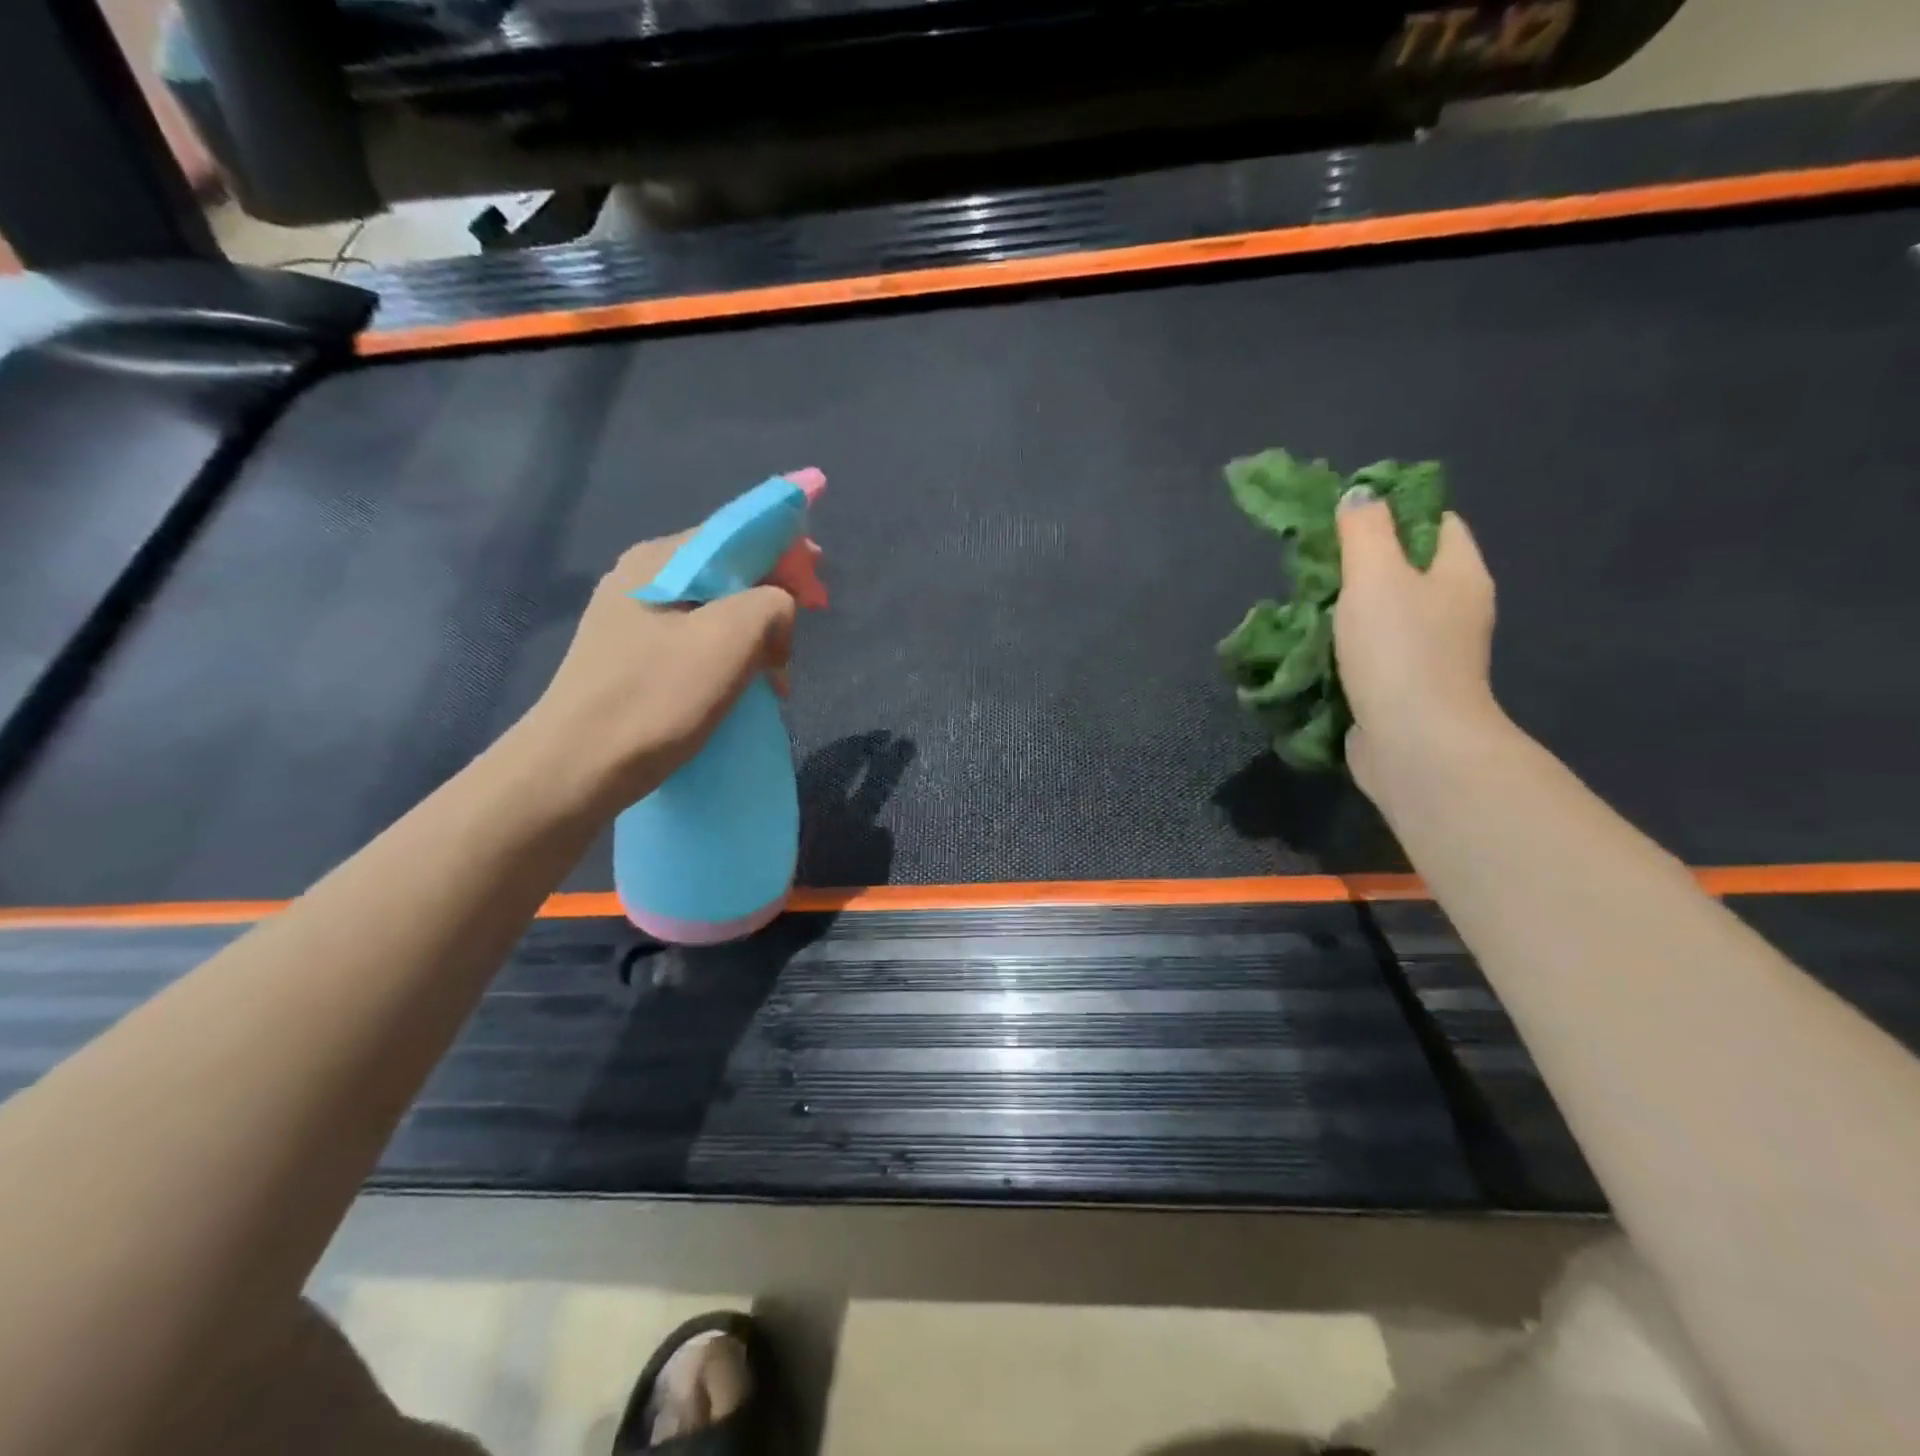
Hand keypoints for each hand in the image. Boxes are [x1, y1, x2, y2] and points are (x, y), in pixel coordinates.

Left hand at [513, 533, 796, 816]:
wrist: (577, 770)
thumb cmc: (656, 698)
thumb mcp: (730, 639)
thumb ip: (772, 603)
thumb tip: (777, 614)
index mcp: (660, 559)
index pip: (740, 533)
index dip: (788, 555)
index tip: (818, 594)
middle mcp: (642, 578)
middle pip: (729, 573)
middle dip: (772, 605)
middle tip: (790, 651)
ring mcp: (632, 619)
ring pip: (716, 611)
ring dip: (754, 640)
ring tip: (771, 681)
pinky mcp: (631, 658)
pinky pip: (696, 642)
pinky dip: (728, 659)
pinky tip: (739, 689)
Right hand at [1334, 489, 1499, 794]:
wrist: (1414, 742)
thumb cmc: (1399, 650)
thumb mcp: (1376, 576)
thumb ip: (1365, 530)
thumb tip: (1360, 494)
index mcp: (1460, 574)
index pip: (1435, 523)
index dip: (1394, 512)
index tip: (1346, 519)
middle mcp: (1454, 610)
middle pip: (1407, 569)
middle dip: (1359, 565)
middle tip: (1313, 566)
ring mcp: (1431, 652)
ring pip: (1385, 613)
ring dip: (1346, 610)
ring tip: (1304, 606)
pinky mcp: (1404, 686)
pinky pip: (1373, 652)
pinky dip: (1345, 647)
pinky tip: (1313, 648)